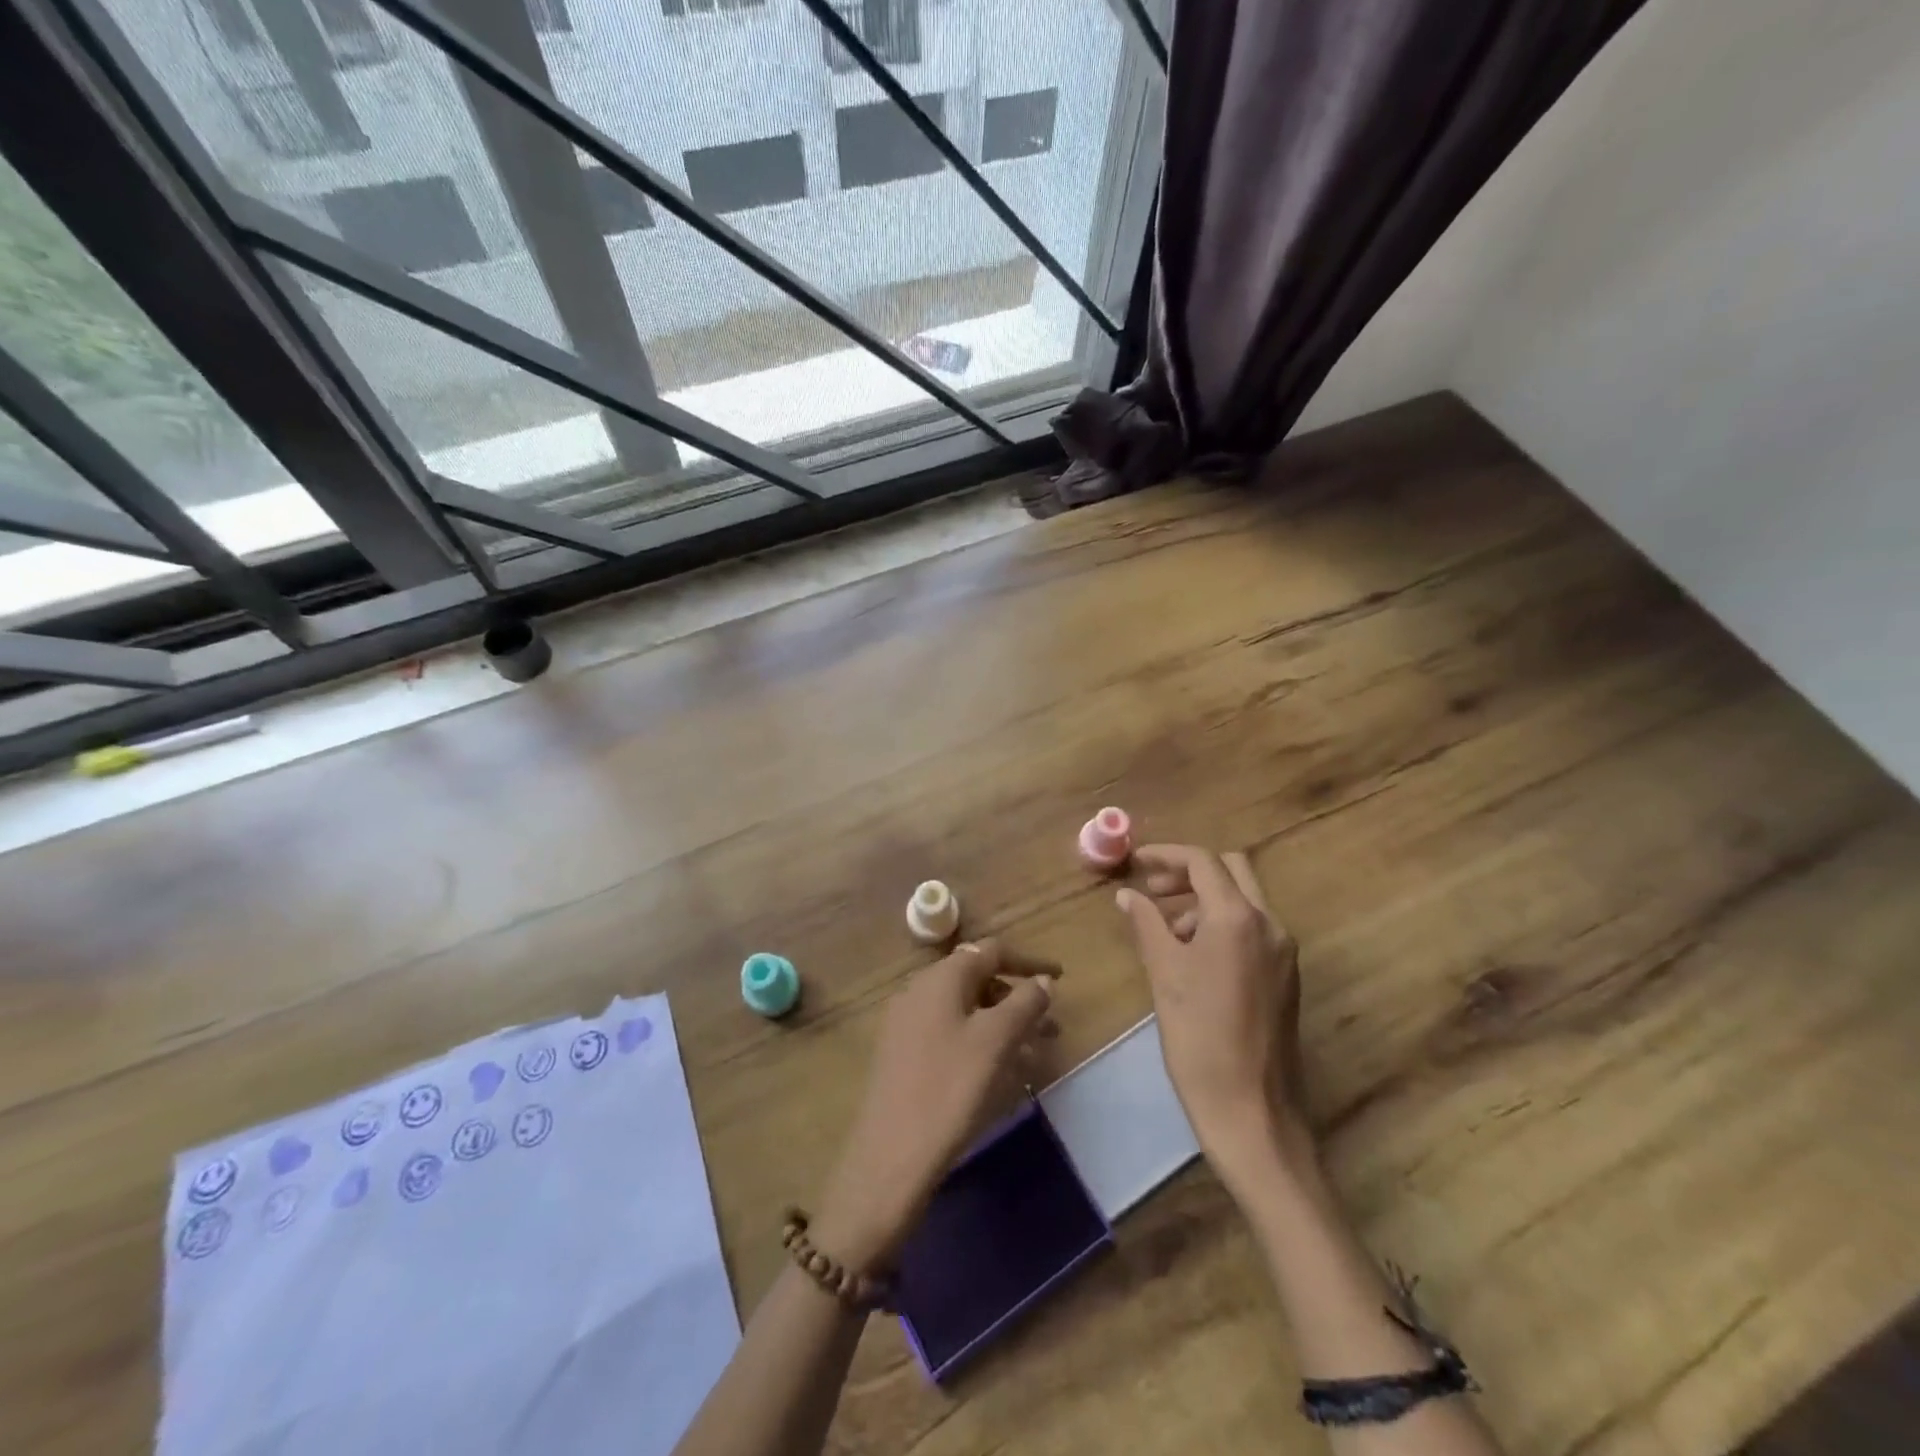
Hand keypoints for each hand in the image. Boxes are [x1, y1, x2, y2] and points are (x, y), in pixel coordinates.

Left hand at [814, 940, 1057, 1271]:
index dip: (1028, 962)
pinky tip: (999, 1071)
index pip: (991, 951)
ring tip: (1033, 1053)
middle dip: (1017, 997)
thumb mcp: (996, 1041)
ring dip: (1001, 1022)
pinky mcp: (902, 1054)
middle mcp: (919, 990)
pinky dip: (979, 1041)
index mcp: (941, 977)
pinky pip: (950, 1033)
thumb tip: (1042, 981)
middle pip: (977, 978)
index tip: (1061, 977)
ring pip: (965, 1009)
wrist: (891, 1156)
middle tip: (1050, 1026)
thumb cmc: (950, 1088)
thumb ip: (1024, 1003)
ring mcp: (906, 1022)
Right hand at [1116, 845, 1311, 1186]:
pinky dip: (1221, 924)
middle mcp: (1269, 924)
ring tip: (1166, 931)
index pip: (1203, 862)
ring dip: (1204, 900)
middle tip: (1153, 891)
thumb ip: (1146, 924)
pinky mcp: (1286, 976)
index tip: (1136, 863)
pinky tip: (1193, 956)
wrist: (1252, 1111)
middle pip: (1231, 870)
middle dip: (1189, 872)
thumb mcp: (1164, 974)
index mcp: (1238, 918)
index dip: (1166, 855)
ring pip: (1243, 899)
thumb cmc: (1199, 1038)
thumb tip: (1127, 895)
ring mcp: (1283, 951)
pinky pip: (1252, 929)